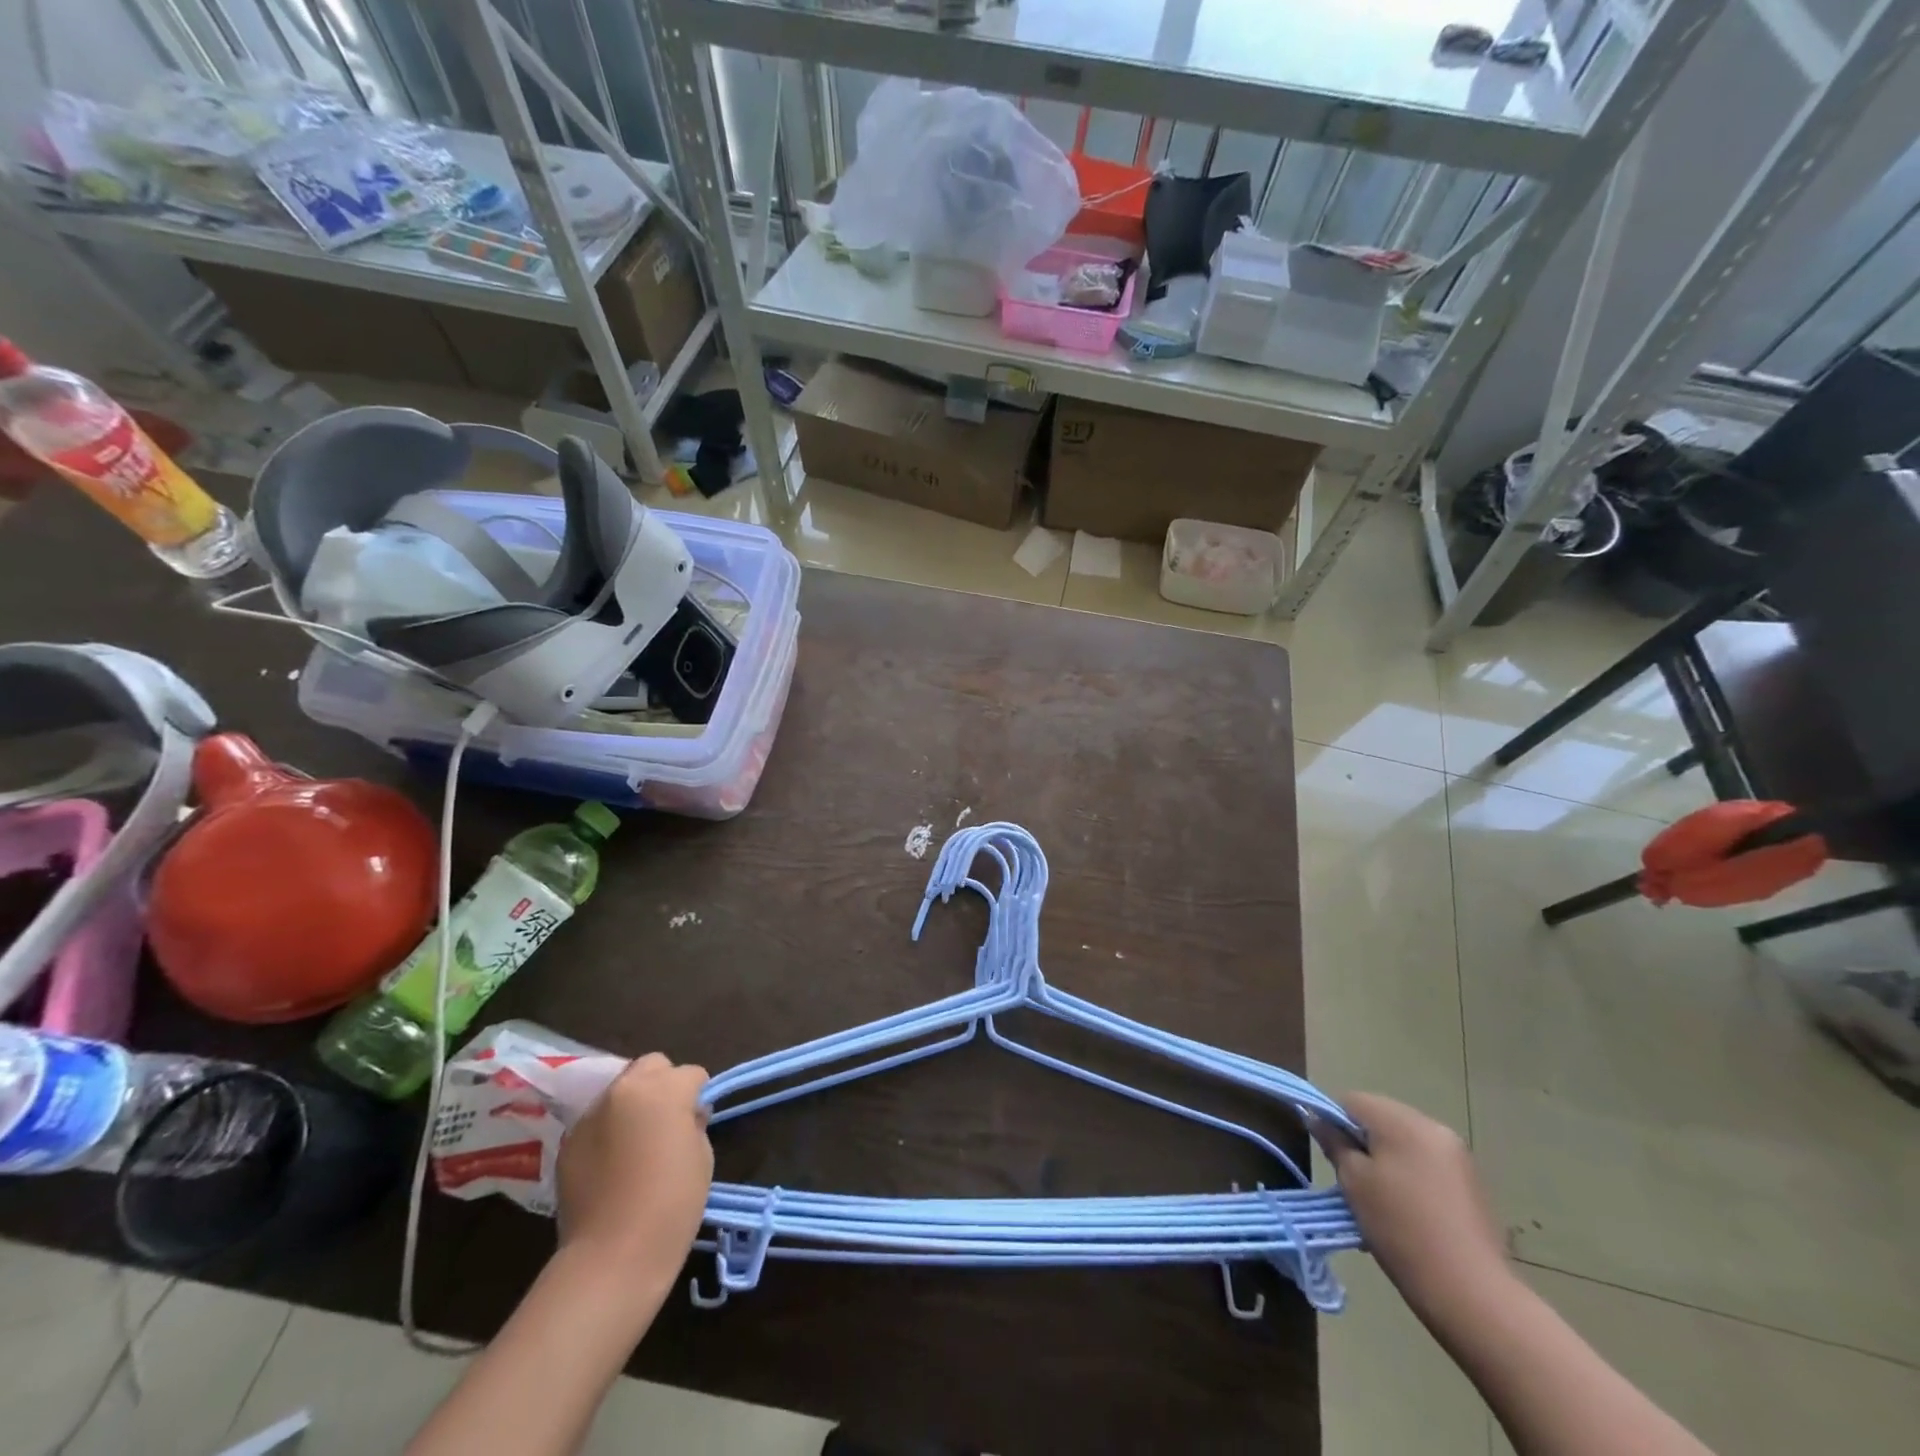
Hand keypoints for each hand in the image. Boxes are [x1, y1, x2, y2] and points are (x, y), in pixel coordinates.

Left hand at [556, 1053, 712, 1283]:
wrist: (612, 1257)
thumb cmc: (672, 1204)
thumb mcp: (702, 1156)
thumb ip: (693, 1123)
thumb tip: (685, 1116)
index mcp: (664, 1088)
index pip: (691, 1073)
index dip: (698, 1095)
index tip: (697, 1120)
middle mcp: (625, 1089)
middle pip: (651, 1065)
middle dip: (663, 1083)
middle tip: (668, 1120)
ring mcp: (592, 1114)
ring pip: (620, 1089)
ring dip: (633, 1103)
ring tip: (636, 1140)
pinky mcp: (569, 1141)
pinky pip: (597, 1120)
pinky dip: (608, 1129)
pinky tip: (613, 1162)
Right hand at [1319, 1093, 1509, 1315]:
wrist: (1471, 1293)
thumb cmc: (1401, 1228)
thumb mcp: (1354, 1182)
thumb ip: (1334, 1143)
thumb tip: (1318, 1120)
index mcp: (1403, 1121)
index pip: (1352, 1100)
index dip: (1334, 1122)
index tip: (1331, 1156)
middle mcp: (1433, 1127)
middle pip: (1381, 1118)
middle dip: (1362, 1142)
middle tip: (1354, 1180)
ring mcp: (1457, 1156)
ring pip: (1404, 1142)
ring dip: (1385, 1159)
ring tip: (1380, 1200)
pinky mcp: (1471, 1183)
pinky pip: (1426, 1163)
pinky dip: (1409, 1175)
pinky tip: (1407, 1211)